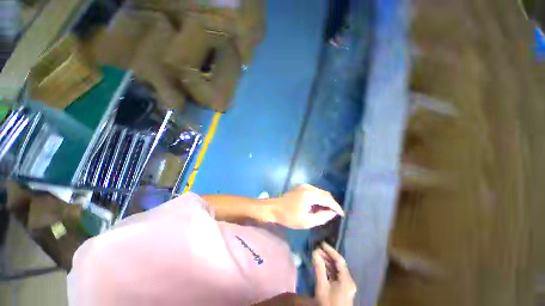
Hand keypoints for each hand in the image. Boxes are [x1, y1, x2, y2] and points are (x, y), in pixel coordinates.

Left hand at [271, 184, 343, 228]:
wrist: (274, 208)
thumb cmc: (289, 217)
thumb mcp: (307, 221)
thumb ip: (322, 217)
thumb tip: (332, 213)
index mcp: (310, 195)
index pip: (328, 199)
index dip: (336, 207)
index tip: (342, 214)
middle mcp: (309, 187)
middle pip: (325, 194)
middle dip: (332, 203)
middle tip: (334, 214)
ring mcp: (304, 186)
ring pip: (321, 192)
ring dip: (325, 200)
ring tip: (327, 211)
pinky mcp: (302, 187)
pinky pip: (315, 191)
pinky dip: (319, 198)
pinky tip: (318, 206)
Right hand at [313, 242, 355, 305]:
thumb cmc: (328, 304)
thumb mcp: (322, 286)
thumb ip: (319, 268)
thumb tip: (315, 252)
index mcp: (347, 280)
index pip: (339, 260)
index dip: (330, 250)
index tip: (321, 243)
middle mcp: (348, 281)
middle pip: (338, 264)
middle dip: (327, 256)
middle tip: (316, 249)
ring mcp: (346, 285)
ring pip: (336, 269)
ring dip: (327, 262)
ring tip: (317, 256)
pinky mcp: (343, 289)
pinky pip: (335, 275)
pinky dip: (328, 270)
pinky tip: (321, 266)